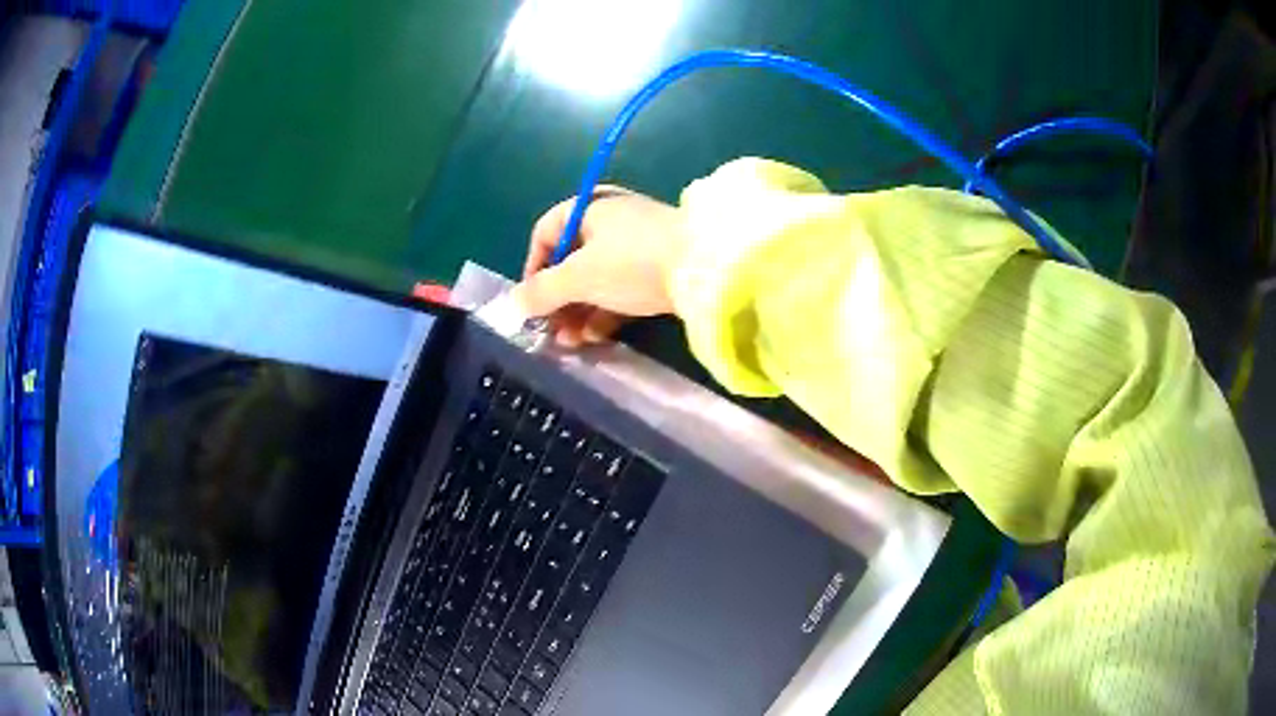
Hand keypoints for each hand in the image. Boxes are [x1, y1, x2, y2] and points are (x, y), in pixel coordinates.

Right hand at [511, 187, 688, 346]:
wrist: (708, 269)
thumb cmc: (632, 262)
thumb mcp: (579, 277)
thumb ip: (542, 292)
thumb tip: (512, 305)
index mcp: (588, 208)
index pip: (545, 233)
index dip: (532, 268)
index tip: (530, 303)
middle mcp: (611, 220)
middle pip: (571, 260)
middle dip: (558, 300)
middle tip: (551, 332)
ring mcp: (638, 244)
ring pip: (597, 279)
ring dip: (580, 311)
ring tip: (571, 343)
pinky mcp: (659, 268)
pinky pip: (622, 288)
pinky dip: (606, 311)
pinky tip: (597, 337)